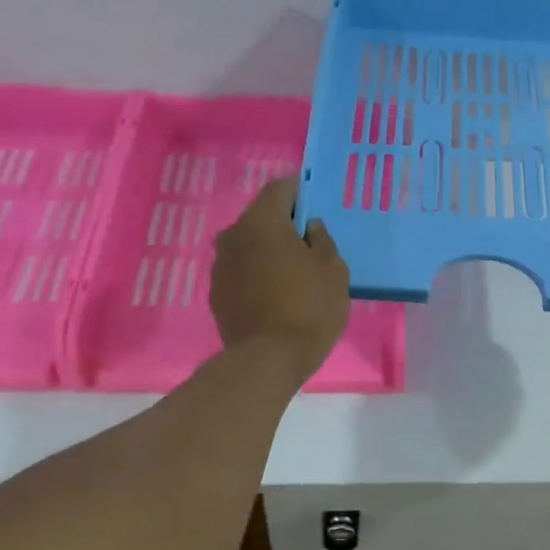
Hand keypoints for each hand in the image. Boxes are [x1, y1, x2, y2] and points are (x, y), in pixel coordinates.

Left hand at [211, 177, 350, 384]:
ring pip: (249, 246)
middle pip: (262, 217)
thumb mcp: (334, 271)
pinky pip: (242, 272)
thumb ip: (322, 241)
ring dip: (268, 252)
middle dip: (284, 225)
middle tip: (309, 245)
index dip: (301, 192)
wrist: (267, 360)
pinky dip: (257, 275)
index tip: (316, 206)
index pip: (280, 189)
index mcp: (262, 221)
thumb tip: (309, 228)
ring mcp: (220, 265)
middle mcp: (233, 235)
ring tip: (293, 274)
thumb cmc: (309, 308)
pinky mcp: (216, 293)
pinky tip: (276, 296)